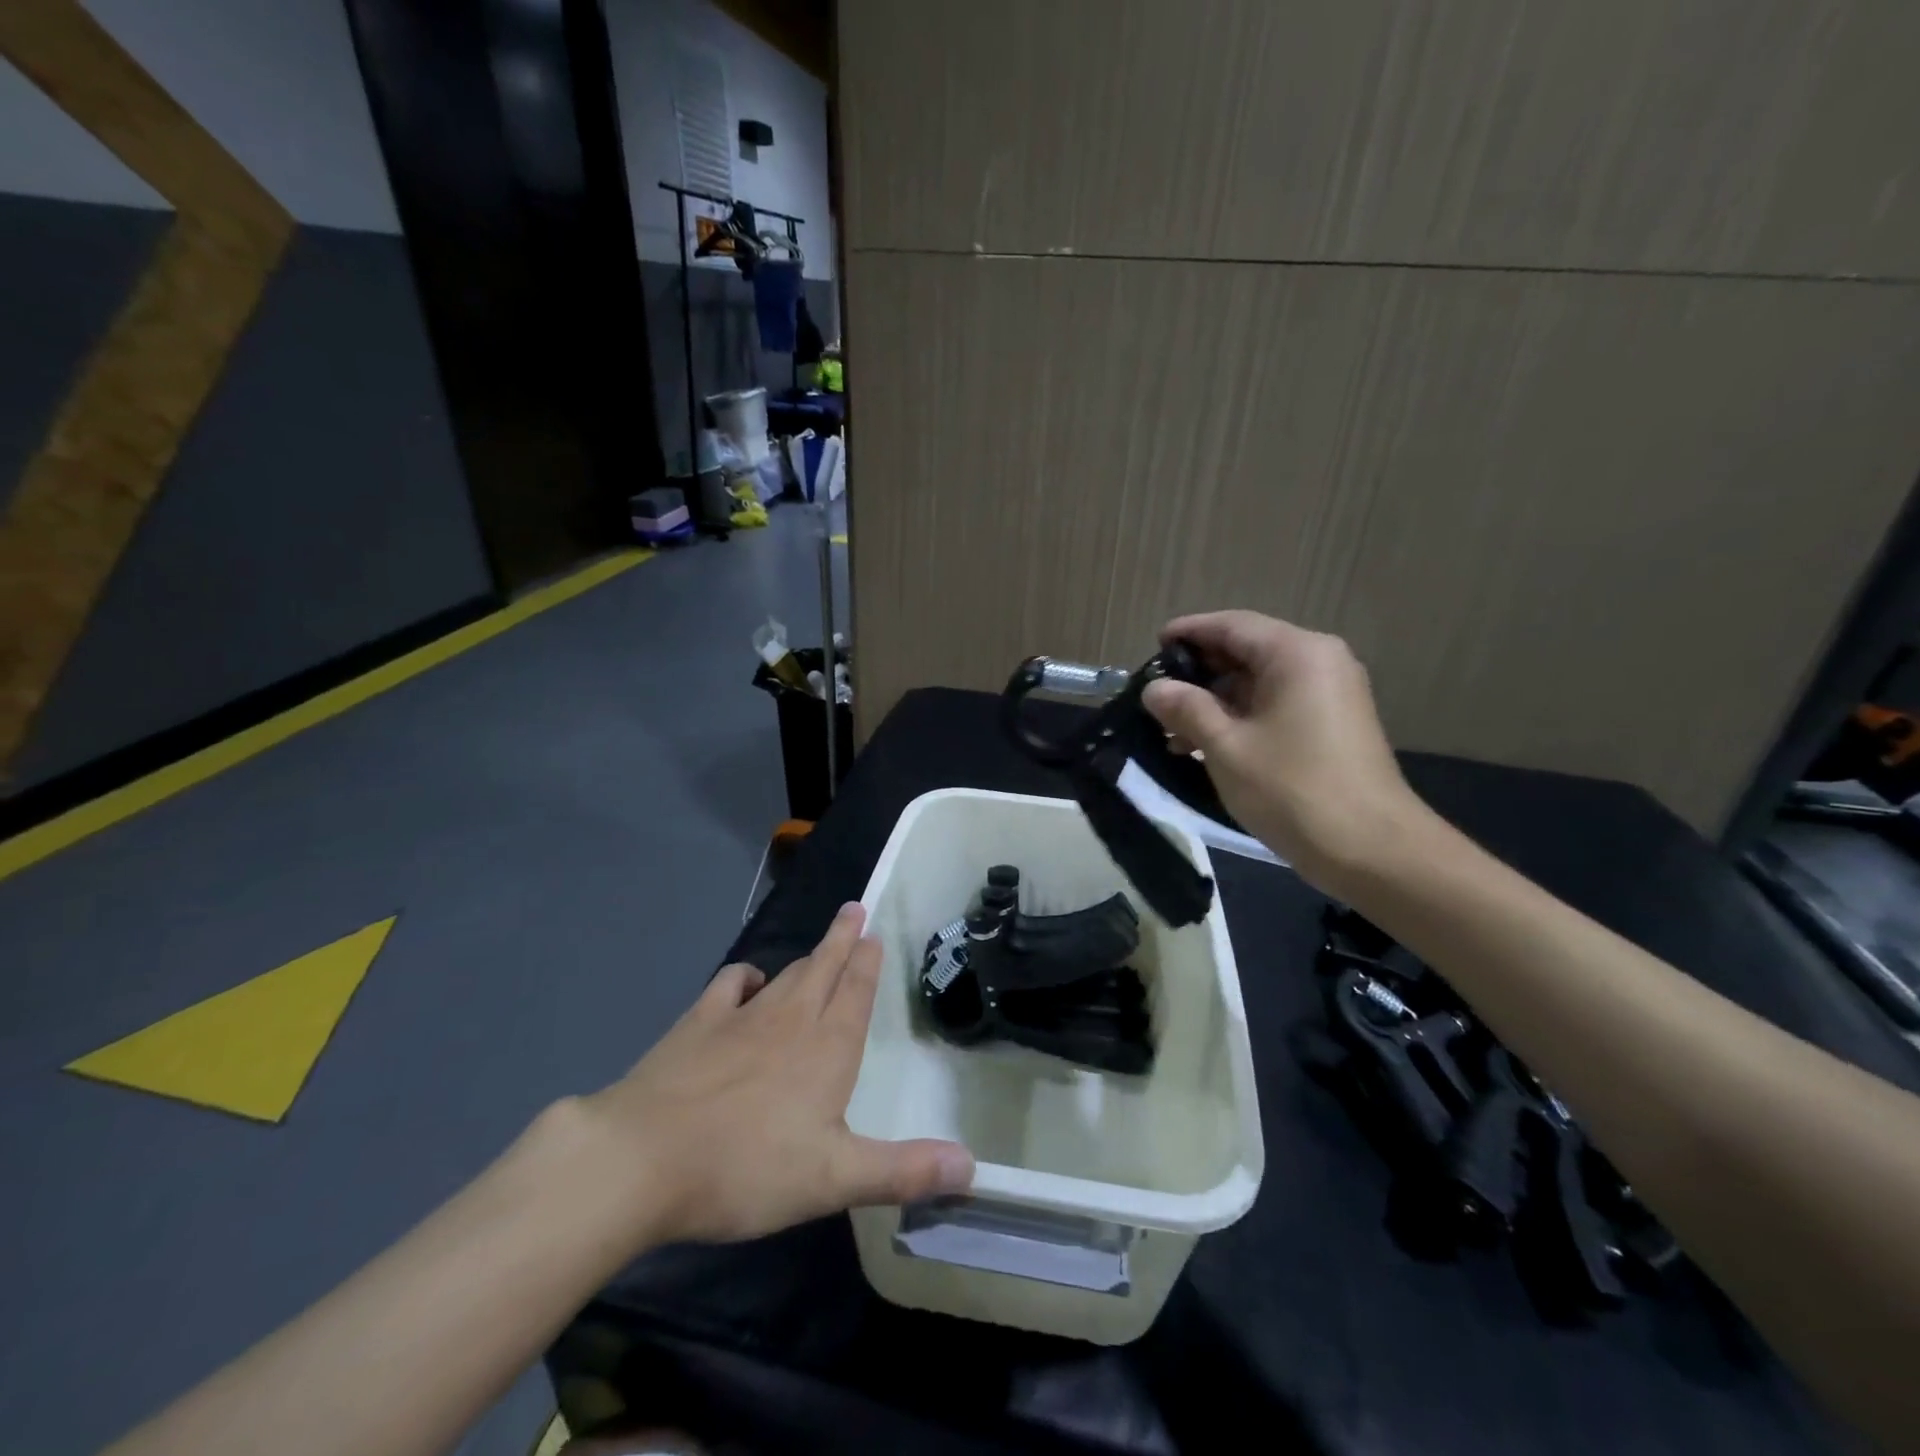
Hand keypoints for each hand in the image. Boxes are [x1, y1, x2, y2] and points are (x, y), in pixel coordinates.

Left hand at [579, 903, 973, 1244]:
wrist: (642, 1158)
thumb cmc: (746, 1168)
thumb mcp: (834, 1179)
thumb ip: (903, 1170)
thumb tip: (971, 1166)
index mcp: (827, 1049)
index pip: (855, 992)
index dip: (866, 962)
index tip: (873, 933)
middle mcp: (790, 1020)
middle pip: (823, 968)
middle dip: (842, 939)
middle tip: (854, 909)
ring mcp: (741, 1017)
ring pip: (784, 975)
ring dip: (806, 957)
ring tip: (818, 947)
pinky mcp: (697, 1025)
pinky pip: (730, 985)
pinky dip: (745, 977)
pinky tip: (748, 980)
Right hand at [1142, 611, 1431, 888]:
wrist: (1371, 849)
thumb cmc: (1292, 789)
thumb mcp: (1225, 746)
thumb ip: (1186, 709)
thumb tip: (1155, 688)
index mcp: (1296, 653)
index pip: (1232, 625)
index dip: (1188, 633)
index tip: (1153, 645)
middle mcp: (1319, 661)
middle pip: (1247, 650)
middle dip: (1200, 672)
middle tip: (1157, 694)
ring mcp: (1331, 693)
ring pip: (1260, 681)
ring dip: (1216, 701)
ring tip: (1173, 732)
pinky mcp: (1333, 724)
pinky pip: (1277, 704)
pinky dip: (1241, 717)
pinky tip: (1207, 745)